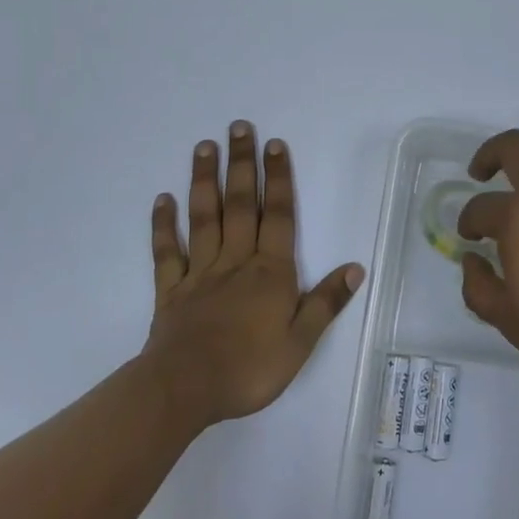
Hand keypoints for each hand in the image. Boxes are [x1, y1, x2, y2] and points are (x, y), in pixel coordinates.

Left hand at [144, 122, 362, 426]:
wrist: (185, 390)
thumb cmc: (249, 368)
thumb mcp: (301, 343)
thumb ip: (326, 302)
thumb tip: (356, 267)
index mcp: (270, 271)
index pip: (278, 215)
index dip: (279, 178)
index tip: (275, 144)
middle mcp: (236, 260)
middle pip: (241, 204)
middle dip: (242, 164)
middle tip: (238, 127)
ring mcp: (200, 272)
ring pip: (204, 217)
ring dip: (204, 180)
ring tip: (204, 146)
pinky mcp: (171, 289)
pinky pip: (166, 252)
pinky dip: (163, 225)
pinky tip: (162, 199)